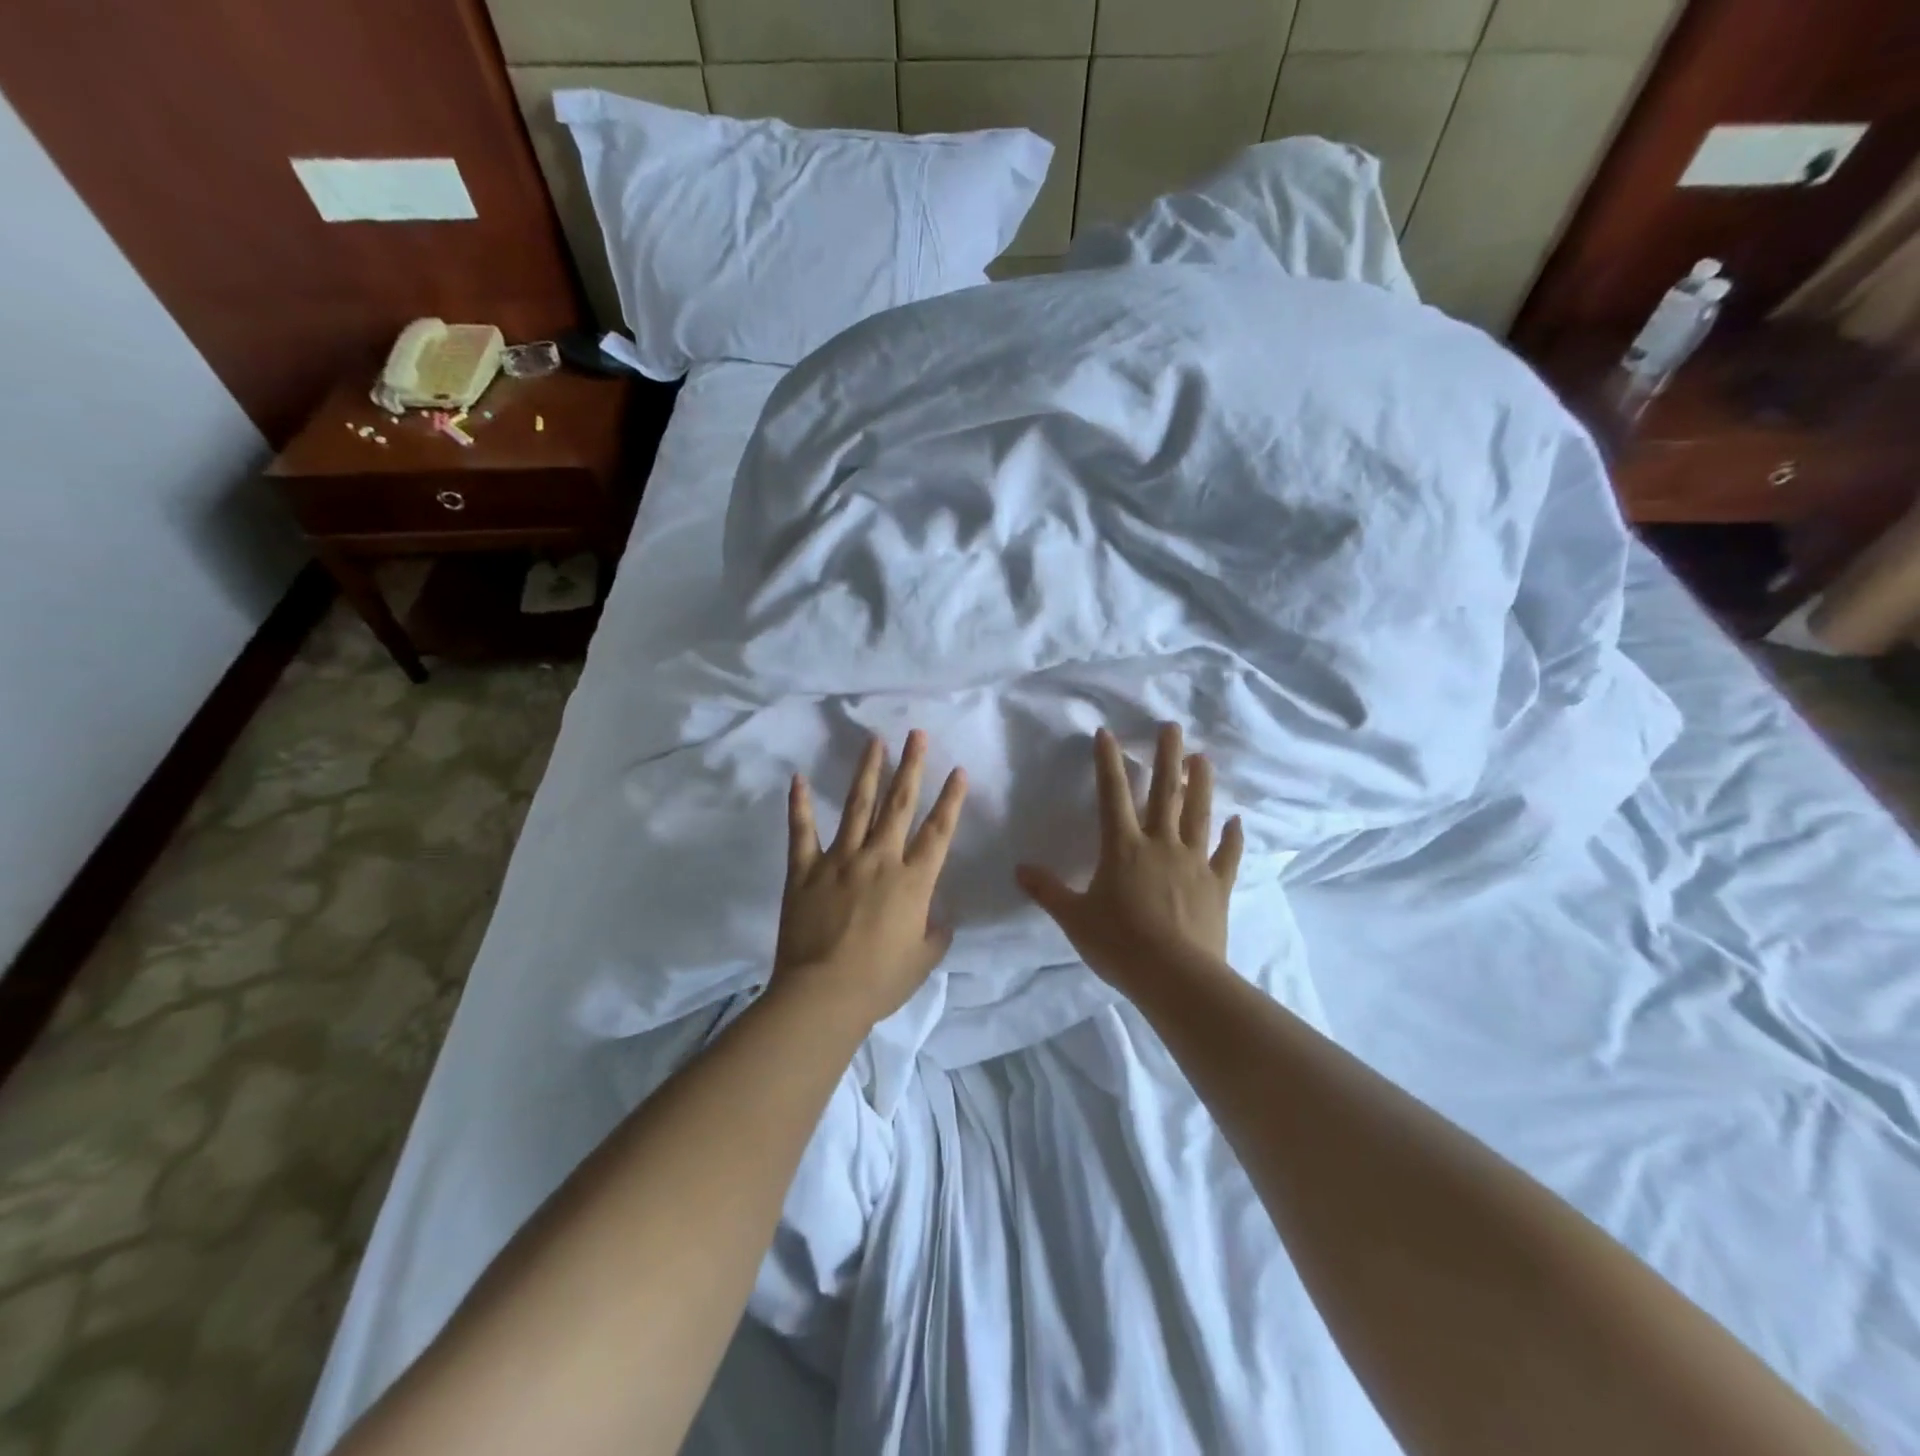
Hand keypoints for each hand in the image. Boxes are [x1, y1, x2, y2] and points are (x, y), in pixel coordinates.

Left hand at [774, 730, 967, 1027]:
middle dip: (912, 766)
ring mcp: (839, 860)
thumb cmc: (879, 982)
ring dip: (867, 771)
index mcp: (913, 881)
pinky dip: (798, 804)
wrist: (823, 995)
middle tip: (917, 734)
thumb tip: (940, 918)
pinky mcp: (804, 870)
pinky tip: (797, 778)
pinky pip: (801, 831)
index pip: (938, 831)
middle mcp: (880, 859)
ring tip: (875, 741)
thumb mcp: (923, 962)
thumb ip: (936, 935)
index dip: (951, 799)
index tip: (958, 771)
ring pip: (857, 806)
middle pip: (899, 804)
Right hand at [1016, 724, 1242, 999]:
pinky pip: (1227, 855)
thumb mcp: (1074, 918)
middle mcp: (1160, 844)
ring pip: (1198, 814)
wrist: (1175, 976)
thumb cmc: (1119, 944)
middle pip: (1164, 793)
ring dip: (1200, 784)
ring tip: (1202, 758)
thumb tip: (1019, 869)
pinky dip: (1232, 837)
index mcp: (1123, 848)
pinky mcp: (1218, 885)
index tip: (1108, 734)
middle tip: (1172, 726)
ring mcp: (1193, 862)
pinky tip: (1237, 821)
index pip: (1112, 795)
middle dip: (1166, 757)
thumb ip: (1048, 890)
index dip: (1108, 762)